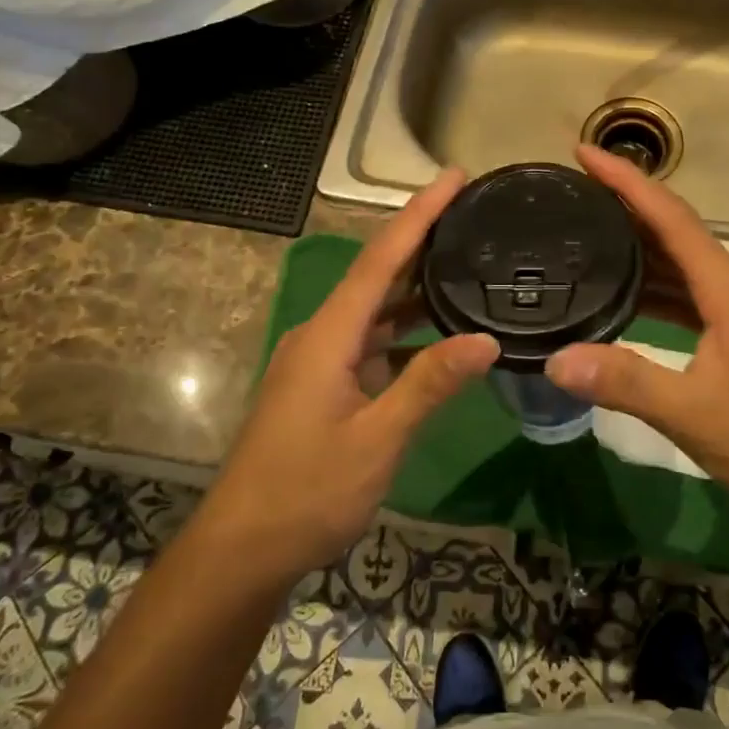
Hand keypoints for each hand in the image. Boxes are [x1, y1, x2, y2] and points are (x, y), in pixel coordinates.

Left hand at [209, 170, 498, 582]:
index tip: (454, 176)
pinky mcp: (324, 387)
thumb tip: (486, 340)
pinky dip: (405, 332)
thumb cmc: (306, 493)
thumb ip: (429, 384)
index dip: (419, 214)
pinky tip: (439, 337)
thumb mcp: (377, 440)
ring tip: (464, 263)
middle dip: (422, 240)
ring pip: (375, 310)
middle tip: (471, 212)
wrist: (241, 552)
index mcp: (329, 335)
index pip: (381, 258)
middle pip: (377, 274)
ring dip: (416, 287)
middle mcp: (322, 336)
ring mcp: (320, 362)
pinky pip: (371, 343)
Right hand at [545, 145, 728, 527]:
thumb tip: (556, 359)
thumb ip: (626, 382)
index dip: (629, 182)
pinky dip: (655, 286)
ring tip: (588, 232)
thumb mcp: (693, 414)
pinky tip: (624, 296)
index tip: (585, 154)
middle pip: (677, 232)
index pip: (673, 219)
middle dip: (628, 205)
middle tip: (575, 191)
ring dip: (640, 246)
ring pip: (683, 264)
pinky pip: (689, 293)